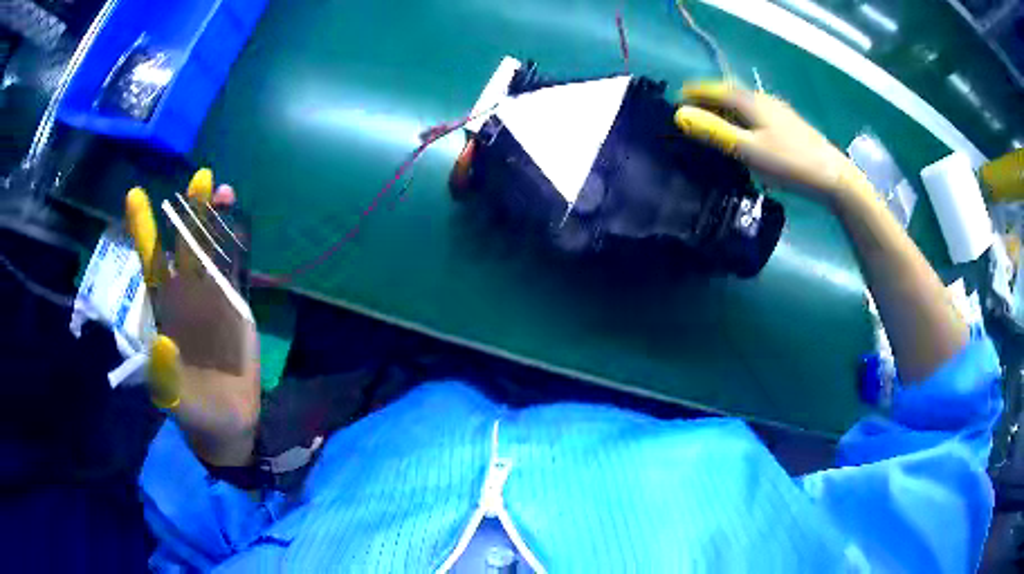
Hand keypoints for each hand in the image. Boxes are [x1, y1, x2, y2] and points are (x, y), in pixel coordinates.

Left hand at [126, 169, 259, 466]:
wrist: (228, 422)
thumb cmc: (195, 411)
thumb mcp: (176, 400)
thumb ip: (166, 376)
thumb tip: (161, 340)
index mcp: (163, 312)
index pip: (150, 264)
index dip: (144, 231)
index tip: (136, 194)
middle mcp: (185, 297)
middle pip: (185, 246)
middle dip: (190, 212)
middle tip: (201, 176)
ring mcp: (212, 300)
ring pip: (211, 250)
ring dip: (217, 222)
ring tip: (226, 191)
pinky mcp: (236, 307)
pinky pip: (235, 270)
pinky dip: (238, 245)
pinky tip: (241, 224)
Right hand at [674, 81, 872, 205]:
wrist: (833, 177)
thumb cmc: (789, 163)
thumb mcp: (748, 149)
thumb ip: (715, 132)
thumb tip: (680, 116)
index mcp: (750, 101)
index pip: (715, 89)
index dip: (694, 93)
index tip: (677, 100)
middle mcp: (763, 100)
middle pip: (729, 94)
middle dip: (708, 101)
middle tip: (691, 116)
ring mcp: (778, 112)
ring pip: (744, 105)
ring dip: (725, 111)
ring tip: (713, 126)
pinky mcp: (788, 126)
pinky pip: (755, 116)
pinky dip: (741, 120)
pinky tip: (743, 136)